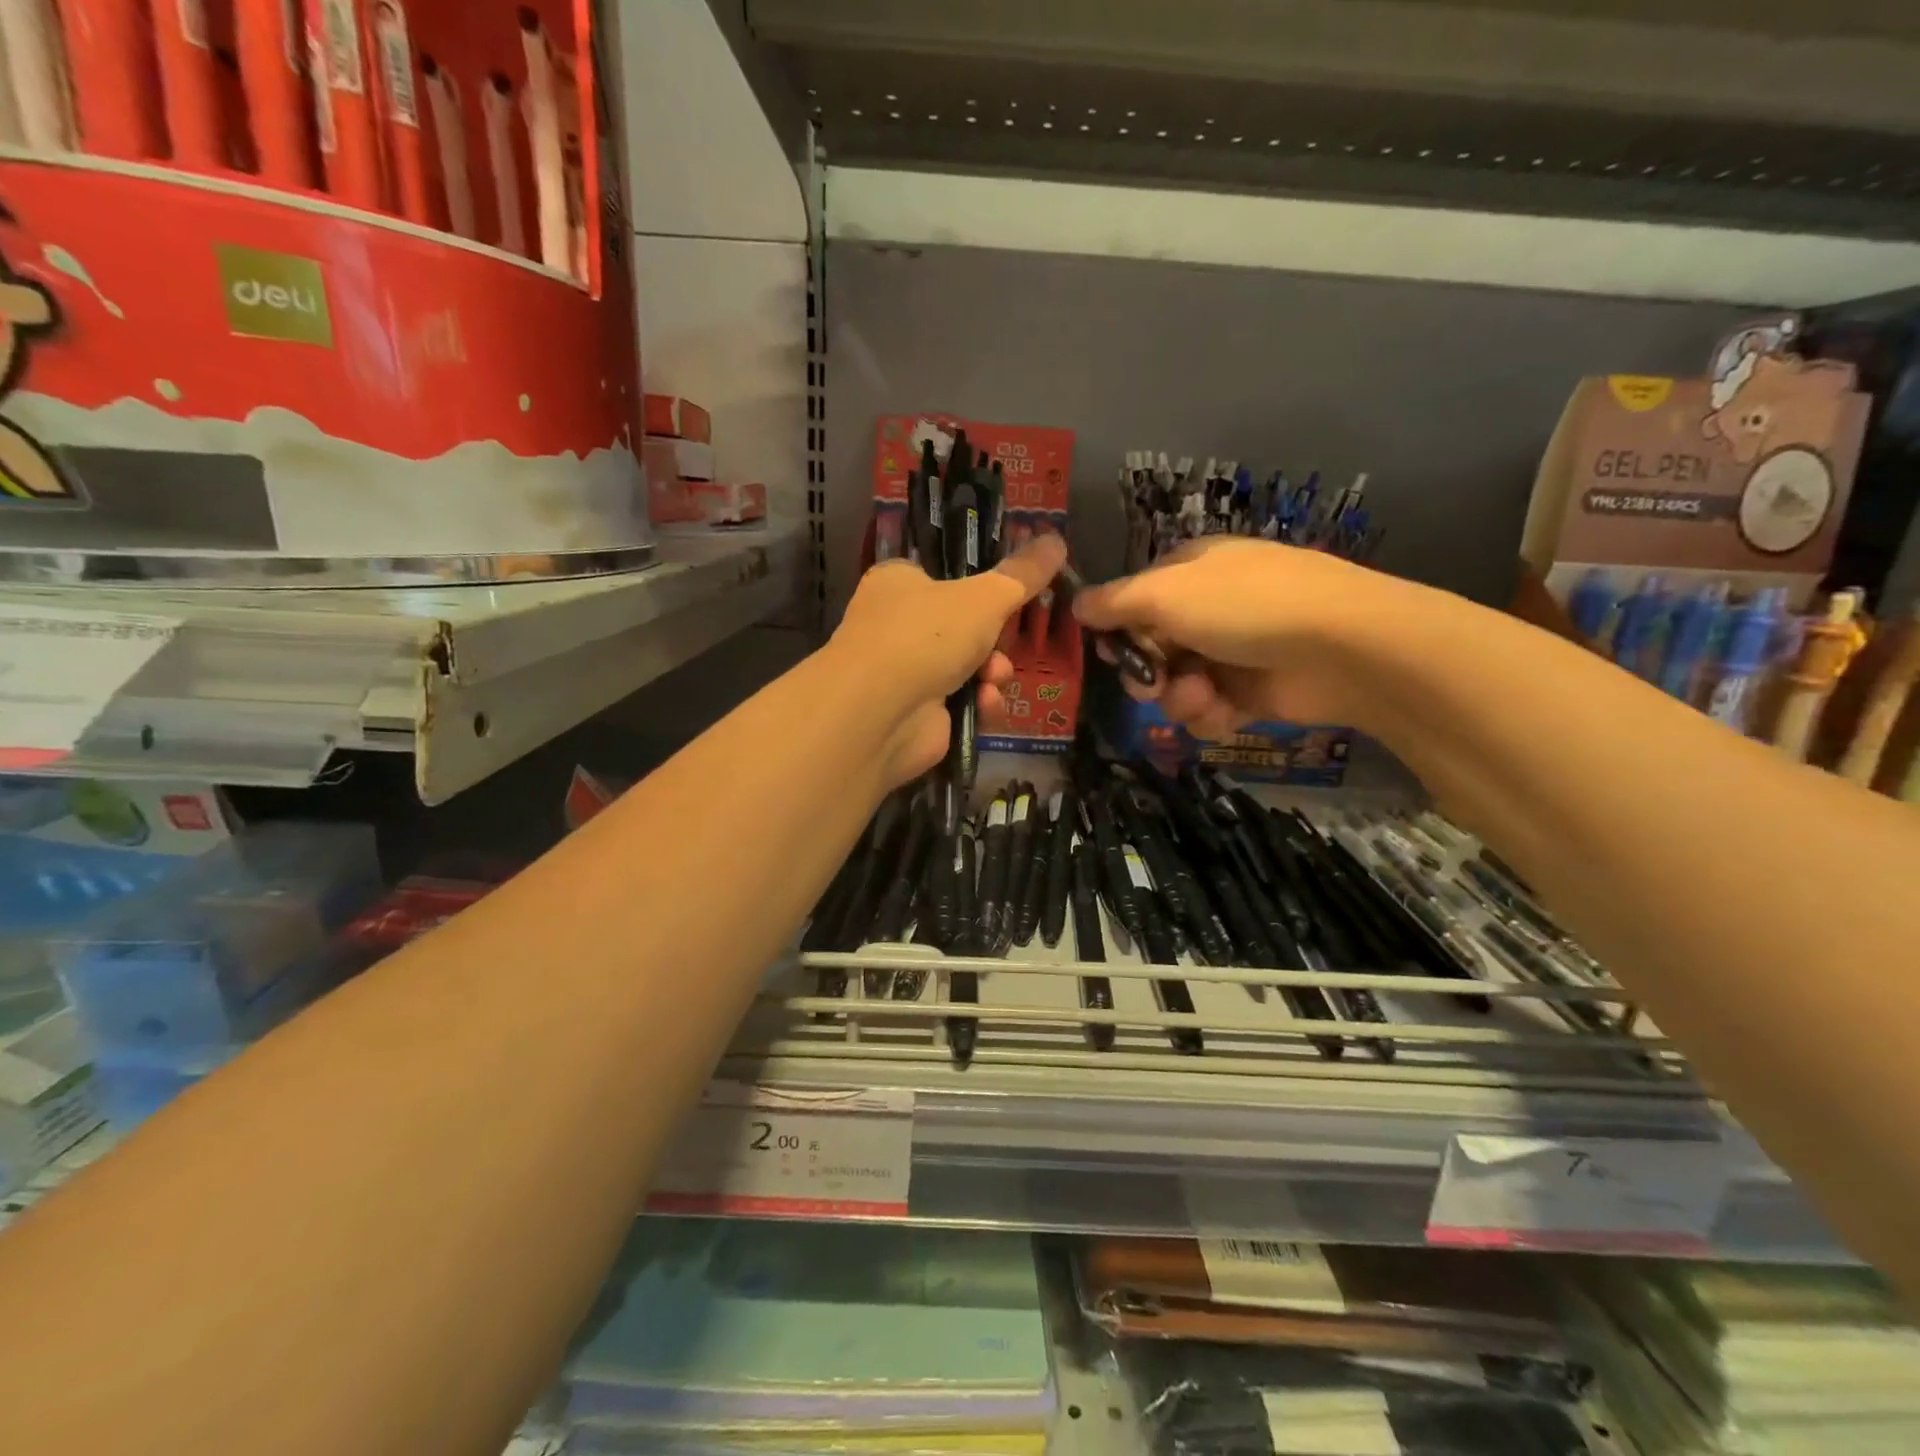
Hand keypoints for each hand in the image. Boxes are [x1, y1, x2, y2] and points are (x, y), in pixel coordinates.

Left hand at [829, 532, 1067, 784]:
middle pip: (965, 625)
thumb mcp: (985, 596)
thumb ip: (1023, 574)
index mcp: (899, 582)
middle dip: (995, 640)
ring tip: (992, 678)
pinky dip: (978, 703)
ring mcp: (905, 672)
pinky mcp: (917, 713)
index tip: (1015, 594)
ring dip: (992, 672)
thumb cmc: (925, 635)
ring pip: (969, 666)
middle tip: (1006, 641)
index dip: (982, 586)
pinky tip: (983, 705)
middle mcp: (897, 624)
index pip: (944, 575)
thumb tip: (1057, 540)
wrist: (880, 713)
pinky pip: (962, 702)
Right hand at [1074, 538, 1383, 738]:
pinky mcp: (1252, 692)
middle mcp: (1208, 609)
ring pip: (1176, 685)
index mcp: (1191, 571)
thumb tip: (1075, 603)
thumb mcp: (1167, 594)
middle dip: (1146, 672)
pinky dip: (1210, 714)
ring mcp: (1231, 651)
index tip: (1108, 651)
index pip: (1135, 600)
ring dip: (1179, 697)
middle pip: (1151, 649)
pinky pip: (1208, 709)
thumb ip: (1115, 602)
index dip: (1117, 629)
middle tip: (1152, 684)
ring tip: (1201, 697)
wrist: (1342, 648)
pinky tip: (1224, 711)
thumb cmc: (1245, 606)